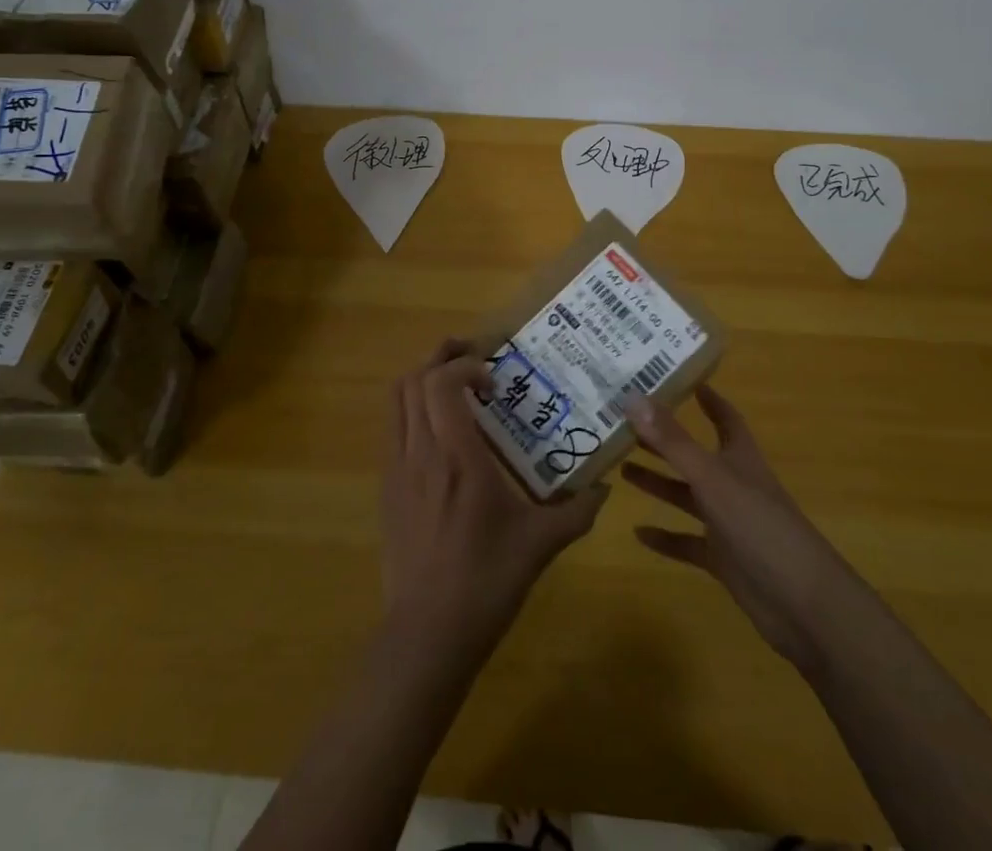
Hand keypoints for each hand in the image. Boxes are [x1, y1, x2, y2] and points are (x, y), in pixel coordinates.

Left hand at [380, 339, 608, 655]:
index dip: (466, 366)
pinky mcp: (386, 489)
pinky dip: (411, 409)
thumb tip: (605, 488)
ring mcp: (396, 469)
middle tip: (472, 359)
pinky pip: (391, 428)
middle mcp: (420, 452)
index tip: (495, 381)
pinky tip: (438, 432)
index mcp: (457, 458)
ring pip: (396, 400)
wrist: (427, 635)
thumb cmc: (486, 583)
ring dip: (422, 379)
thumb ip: (576, 511)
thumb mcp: (540, 545)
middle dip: (441, 357)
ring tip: (453, 384)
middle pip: (413, 379)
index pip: (442, 383)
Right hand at [623, 385, 831, 669]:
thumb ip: (673, 441)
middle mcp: (734, 485)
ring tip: (621, 469)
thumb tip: (633, 397)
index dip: (707, 399)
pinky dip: (665, 538)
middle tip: (625, 424)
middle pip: (695, 455)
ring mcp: (729, 524)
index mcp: (740, 458)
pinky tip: (638, 532)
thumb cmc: (761, 527)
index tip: (680, 378)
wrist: (804, 606)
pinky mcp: (724, 560)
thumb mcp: (713, 479)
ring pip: (687, 497)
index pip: (724, 418)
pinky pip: (688, 543)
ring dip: (659, 484)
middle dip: (665, 440)